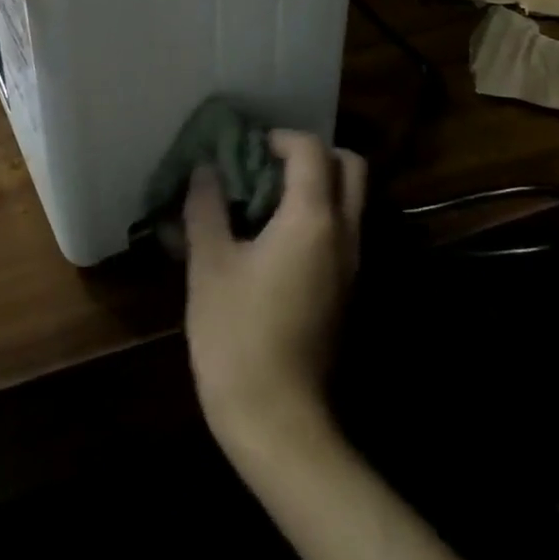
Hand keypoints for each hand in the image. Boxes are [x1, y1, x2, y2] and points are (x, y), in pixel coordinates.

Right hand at [184, 131, 367, 458]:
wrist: (278, 422)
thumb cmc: (238, 335)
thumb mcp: (209, 264)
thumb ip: (206, 207)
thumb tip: (205, 170)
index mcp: (311, 219)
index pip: (311, 149)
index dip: (280, 137)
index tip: (247, 147)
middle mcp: (344, 233)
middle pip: (350, 167)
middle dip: (313, 154)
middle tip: (270, 165)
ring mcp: (353, 265)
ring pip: (352, 200)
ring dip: (319, 185)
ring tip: (267, 198)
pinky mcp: (348, 291)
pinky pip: (344, 231)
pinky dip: (319, 215)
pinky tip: (275, 237)